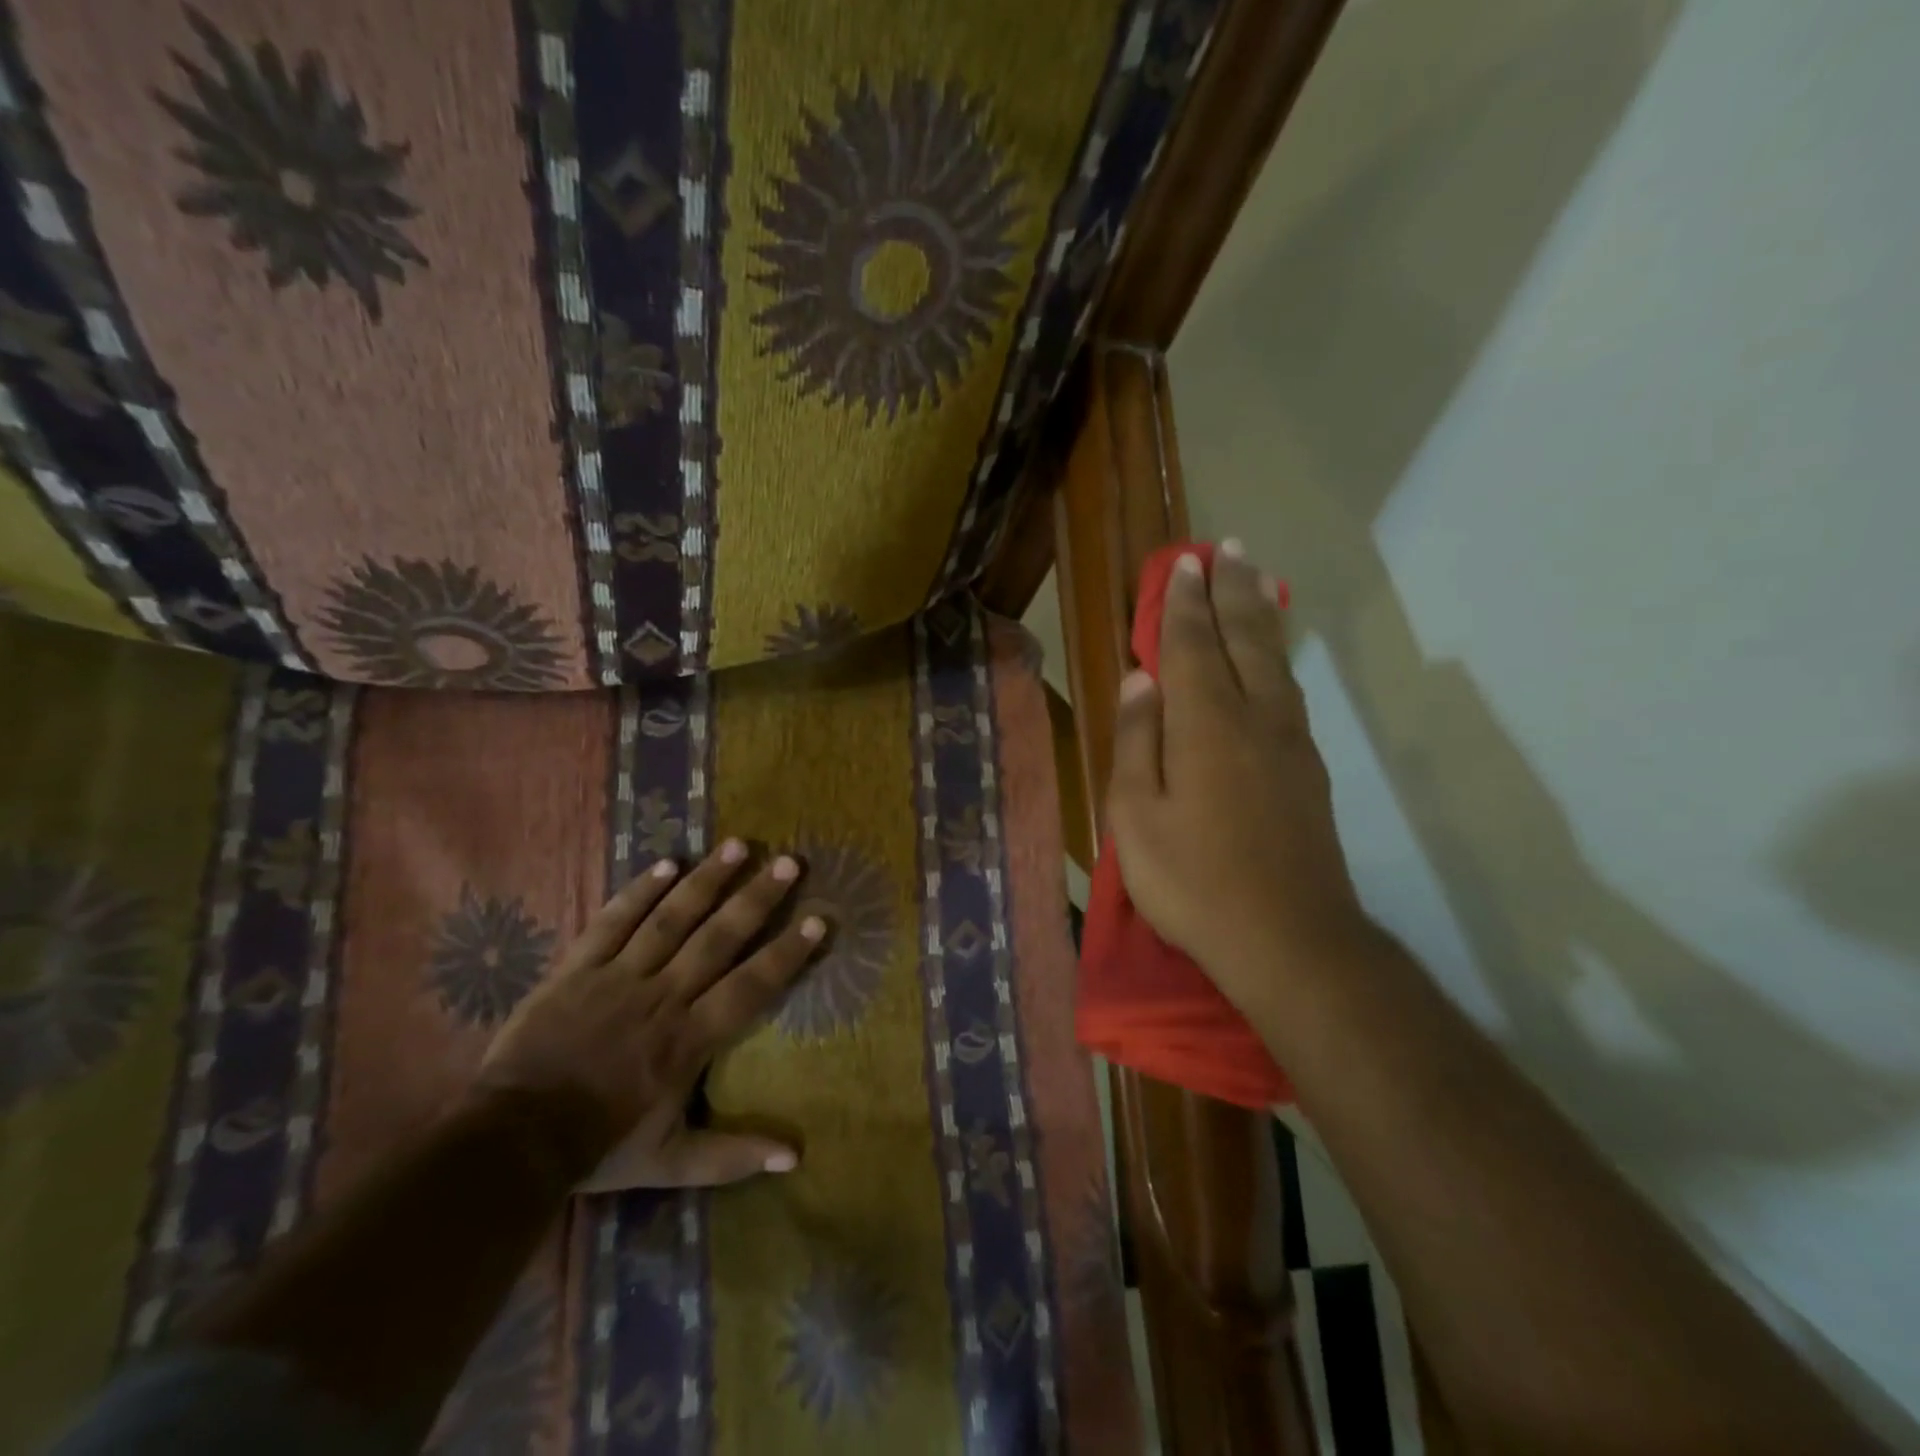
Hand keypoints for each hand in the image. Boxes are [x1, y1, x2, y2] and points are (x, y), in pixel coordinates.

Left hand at [474, 840, 824, 1191]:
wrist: (511, 1140)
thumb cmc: (598, 1146)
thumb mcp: (670, 1163)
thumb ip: (732, 1156)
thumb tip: (795, 1158)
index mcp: (688, 1039)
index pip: (750, 987)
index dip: (787, 952)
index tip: (818, 919)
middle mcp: (662, 997)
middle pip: (718, 939)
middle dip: (756, 899)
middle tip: (788, 862)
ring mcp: (618, 977)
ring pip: (670, 919)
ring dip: (707, 881)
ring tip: (738, 846)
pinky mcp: (578, 968)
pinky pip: (613, 922)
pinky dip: (640, 892)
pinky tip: (667, 864)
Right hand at [1106, 541, 1371, 1016]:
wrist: (1289, 938)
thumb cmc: (1193, 879)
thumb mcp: (1135, 816)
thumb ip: (1136, 741)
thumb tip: (1141, 680)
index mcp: (1206, 724)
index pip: (1194, 645)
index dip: (1186, 602)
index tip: (1184, 564)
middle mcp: (1256, 717)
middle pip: (1246, 638)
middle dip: (1233, 590)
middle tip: (1228, 549)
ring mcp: (1291, 742)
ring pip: (1275, 660)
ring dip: (1261, 615)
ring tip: (1255, 581)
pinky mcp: (1309, 769)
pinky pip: (1290, 690)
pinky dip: (1277, 657)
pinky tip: (1272, 659)